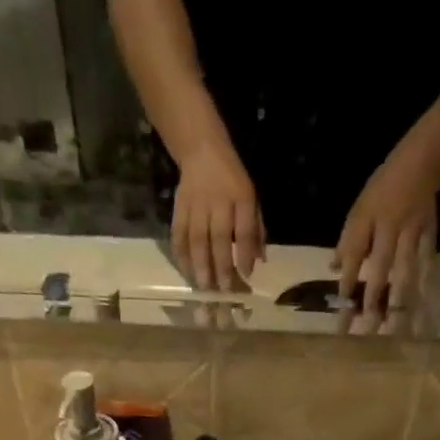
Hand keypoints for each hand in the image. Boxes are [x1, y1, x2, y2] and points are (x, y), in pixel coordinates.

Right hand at [172, 143, 264, 292]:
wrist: (201, 149)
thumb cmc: (231, 179)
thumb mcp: (251, 197)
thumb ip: (256, 229)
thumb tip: (260, 260)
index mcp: (241, 197)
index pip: (245, 229)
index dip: (245, 253)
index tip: (246, 275)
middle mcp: (219, 201)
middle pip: (219, 238)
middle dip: (221, 266)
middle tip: (222, 290)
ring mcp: (197, 204)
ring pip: (197, 239)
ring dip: (200, 265)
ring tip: (203, 286)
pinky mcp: (179, 207)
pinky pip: (178, 234)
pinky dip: (181, 255)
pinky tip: (185, 271)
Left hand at [335, 150, 437, 319]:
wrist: (421, 164)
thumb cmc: (383, 190)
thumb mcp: (358, 211)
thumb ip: (347, 242)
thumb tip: (334, 270)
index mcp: (367, 227)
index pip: (352, 264)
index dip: (346, 292)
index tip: (340, 320)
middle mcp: (389, 236)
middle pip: (380, 276)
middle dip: (373, 306)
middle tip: (366, 335)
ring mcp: (412, 239)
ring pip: (405, 278)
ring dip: (400, 307)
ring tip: (396, 334)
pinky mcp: (430, 240)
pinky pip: (428, 271)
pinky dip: (426, 293)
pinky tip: (425, 315)